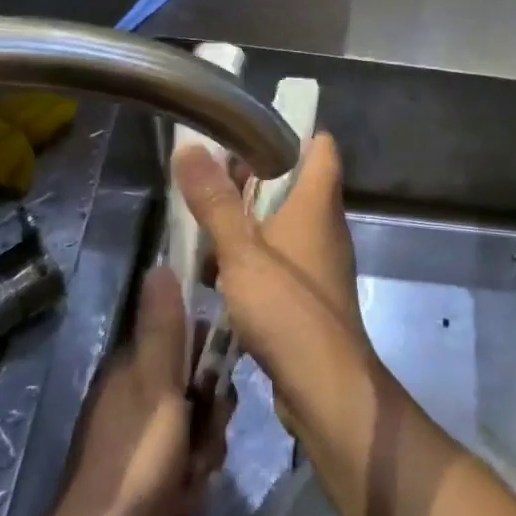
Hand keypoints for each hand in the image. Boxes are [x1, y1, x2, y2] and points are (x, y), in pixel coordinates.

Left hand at [26, 269, 229, 515]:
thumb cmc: (134, 463)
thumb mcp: (156, 388)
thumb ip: (164, 330)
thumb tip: (160, 264)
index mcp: (133, 371)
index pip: (187, 340)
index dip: (211, 356)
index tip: (220, 378)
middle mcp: (137, 400)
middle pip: (200, 388)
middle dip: (213, 416)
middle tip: (205, 436)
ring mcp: (143, 443)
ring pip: (200, 430)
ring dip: (206, 455)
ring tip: (192, 478)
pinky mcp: (151, 482)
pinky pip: (191, 468)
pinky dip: (193, 486)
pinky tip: (184, 505)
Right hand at [173, 135, 376, 440]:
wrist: (325, 387)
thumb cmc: (288, 310)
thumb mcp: (242, 252)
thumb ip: (215, 202)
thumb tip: (190, 146)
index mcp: (317, 203)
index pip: (320, 146)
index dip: (291, 130)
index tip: (248, 128)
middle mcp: (324, 226)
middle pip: (295, 183)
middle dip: (254, 177)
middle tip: (209, 177)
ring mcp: (319, 262)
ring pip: (283, 224)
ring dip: (248, 221)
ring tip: (203, 223)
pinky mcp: (309, 295)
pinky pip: (279, 261)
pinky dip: (253, 258)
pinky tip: (217, 274)